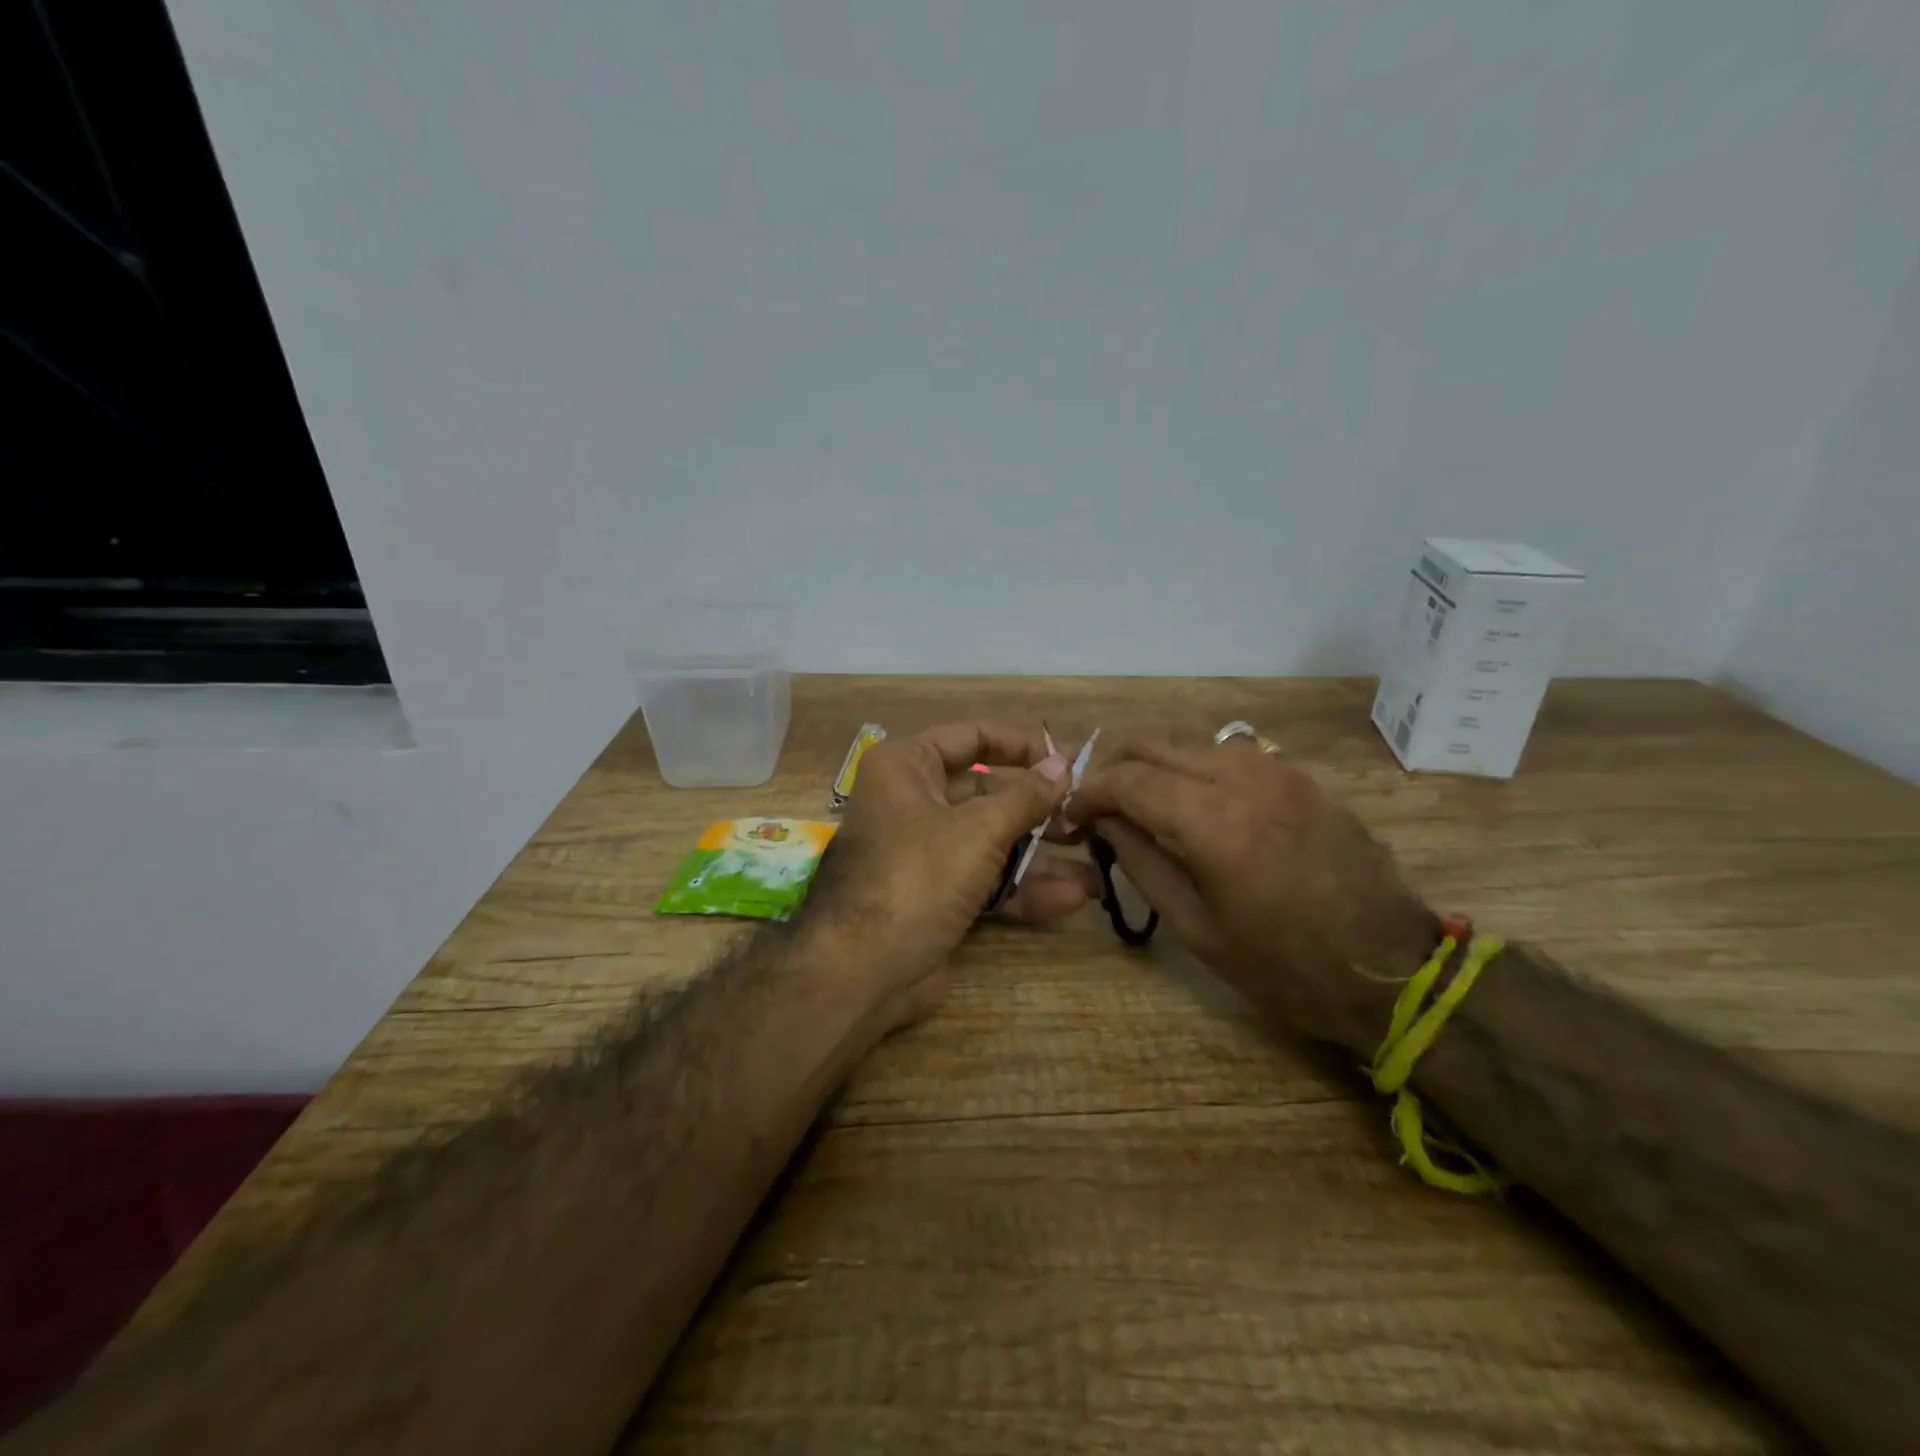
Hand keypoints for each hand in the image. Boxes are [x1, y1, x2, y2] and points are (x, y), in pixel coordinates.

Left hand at [804, 722, 1098, 1031]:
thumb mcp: (979, 829)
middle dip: (1038, 810)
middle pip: (986, 794)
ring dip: (1040, 856)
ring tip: (1094, 865)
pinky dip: (1022, 889)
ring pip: (990, 843)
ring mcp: (924, 853)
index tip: (1064, 761)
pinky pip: (984, 881)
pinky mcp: (935, 897)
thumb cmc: (918, 875)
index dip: (1020, 745)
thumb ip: (1027, 796)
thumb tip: (1062, 764)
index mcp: (907, 767)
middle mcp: (912, 802)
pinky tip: (1072, 899)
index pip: (970, 737)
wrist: (862, 971)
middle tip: (1084, 820)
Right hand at [1064, 730, 1439, 1053]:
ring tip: (1142, 804)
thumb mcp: (1197, 928)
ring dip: (1155, 763)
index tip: (1070, 816)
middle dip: (1113, 766)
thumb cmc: (1285, 966)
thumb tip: (1105, 823)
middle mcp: (1240, 776)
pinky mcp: (1299, 776)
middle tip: (1098, 805)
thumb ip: (1142, 863)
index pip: (1126, 779)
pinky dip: (1195, 766)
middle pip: (1153, 742)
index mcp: (1210, 820)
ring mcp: (1276, 769)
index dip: (1088, 793)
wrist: (1394, 970)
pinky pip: (1229, 752)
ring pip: (1190, 740)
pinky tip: (1194, 803)